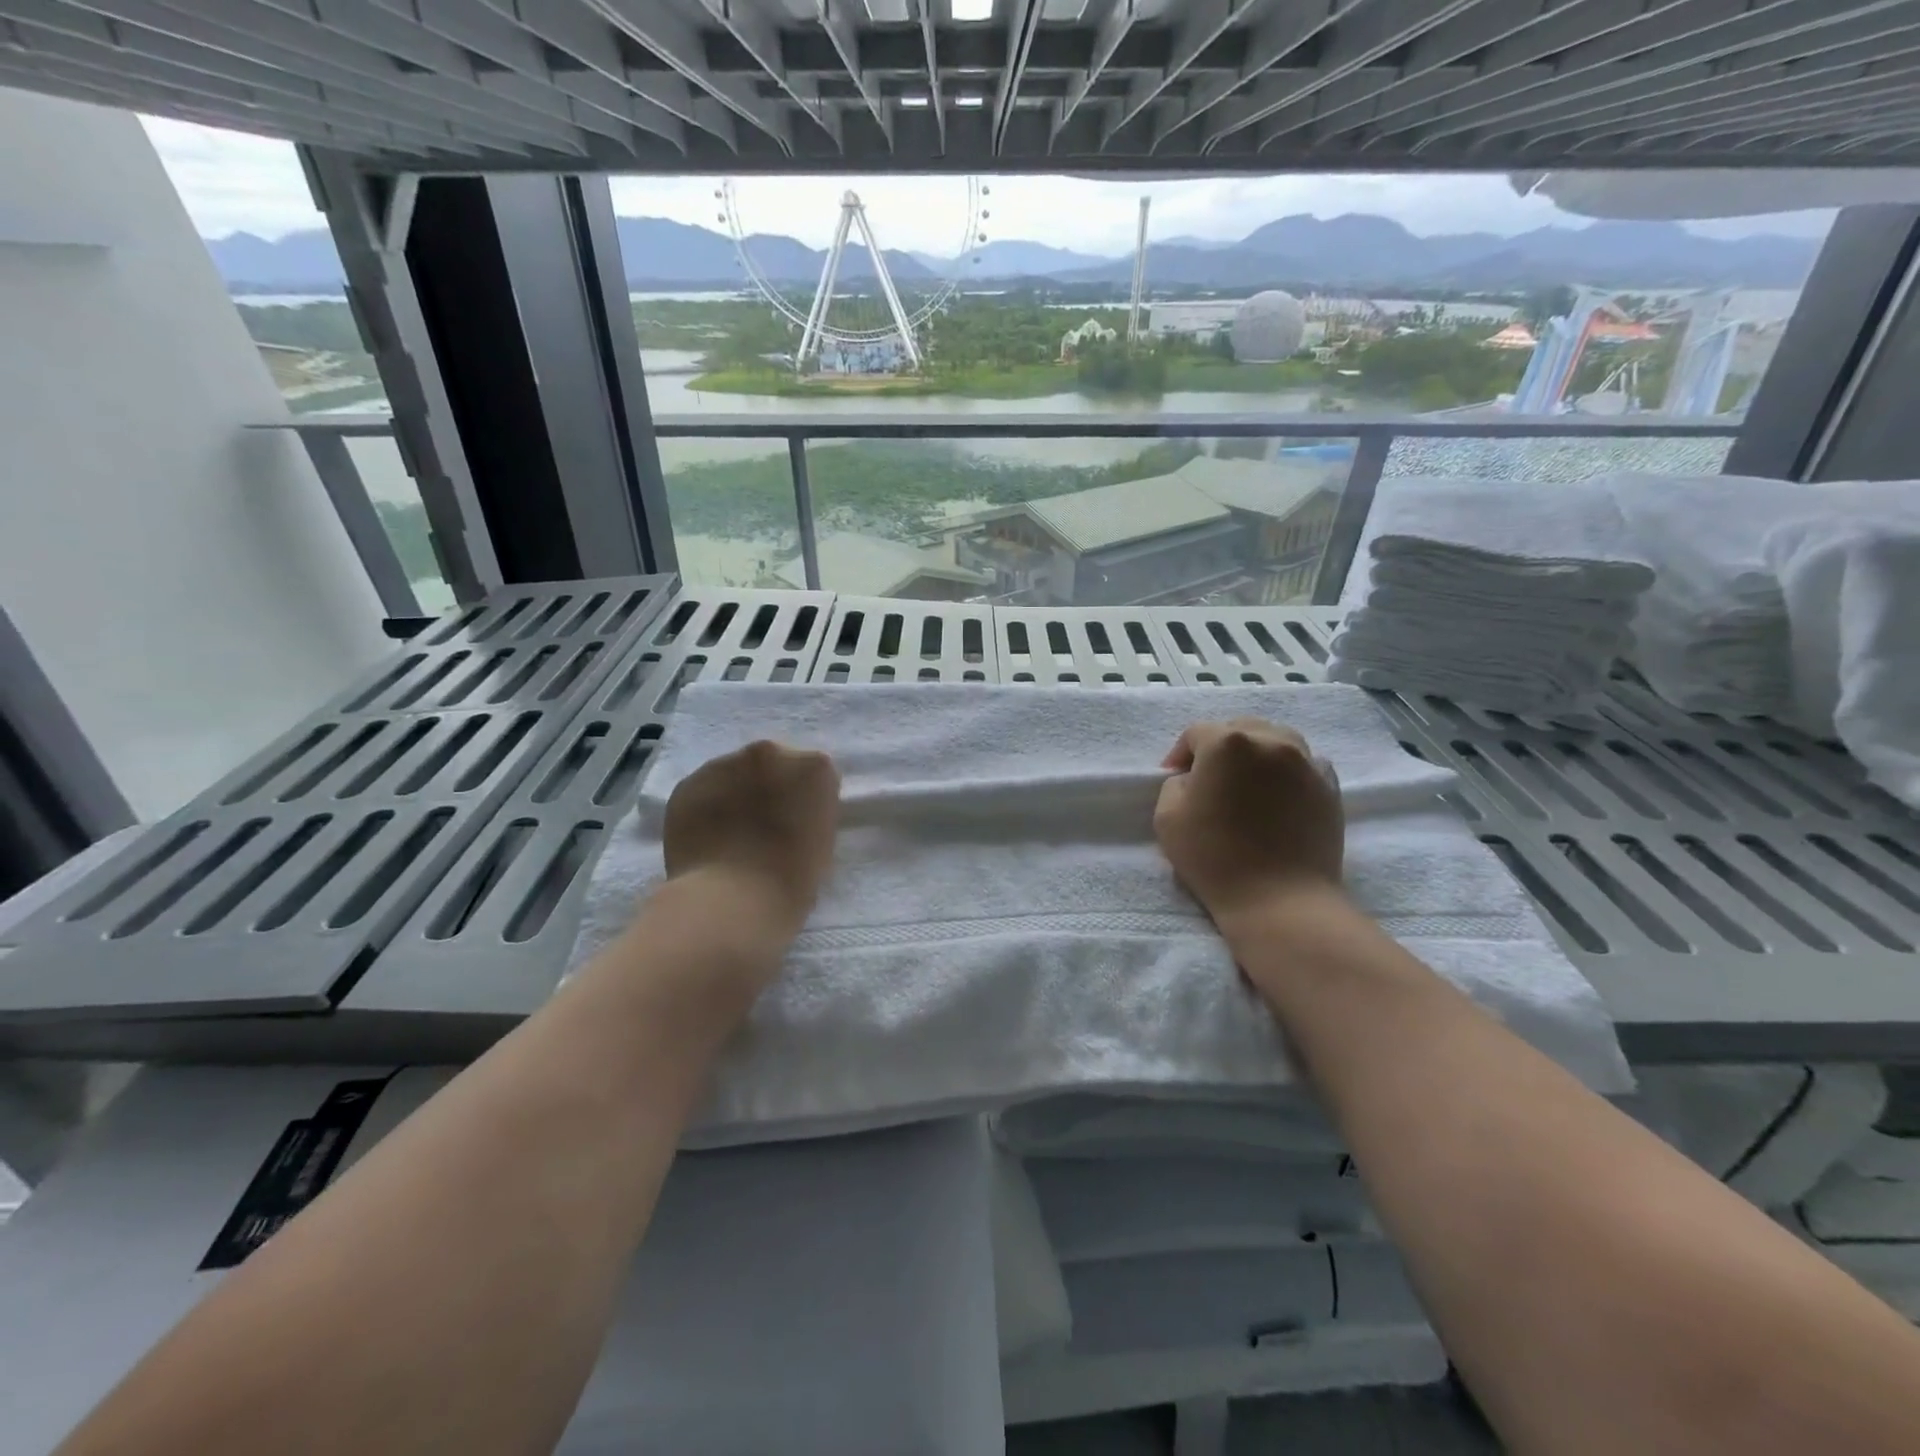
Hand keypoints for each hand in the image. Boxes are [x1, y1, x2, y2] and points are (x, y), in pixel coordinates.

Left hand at [663, 741, 840, 940]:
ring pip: (734, 775)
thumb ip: (808, 814)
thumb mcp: (822, 842)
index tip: (798, 826)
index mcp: (814, 767)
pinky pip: (703, 792)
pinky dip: (706, 809)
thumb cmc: (792, 881)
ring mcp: (724, 764)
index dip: (805, 802)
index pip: (814, 776)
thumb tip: (788, 815)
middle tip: (764, 827)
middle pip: (773, 765)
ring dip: (736, 795)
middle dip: (770, 788)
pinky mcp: (688, 784)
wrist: (731, 903)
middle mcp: (771, 753)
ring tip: (731, 836)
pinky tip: (707, 840)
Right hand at [1154, 718, 1343, 923]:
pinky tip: (1278, 794)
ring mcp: (1306, 762)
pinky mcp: (1330, 787)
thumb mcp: (1166, 818)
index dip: (1180, 753)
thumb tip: (1192, 778)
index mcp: (1227, 743)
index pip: (1196, 733)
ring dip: (1256, 753)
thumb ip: (1174, 785)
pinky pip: (1305, 763)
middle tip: (1209, 778)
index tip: (1174, 778)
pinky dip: (1287, 770)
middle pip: (1239, 728)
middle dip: (1219, 747)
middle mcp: (1270, 741)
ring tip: (1247, 782)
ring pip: (1276, 739)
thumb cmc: (1215, 858)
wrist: (1280, 900)